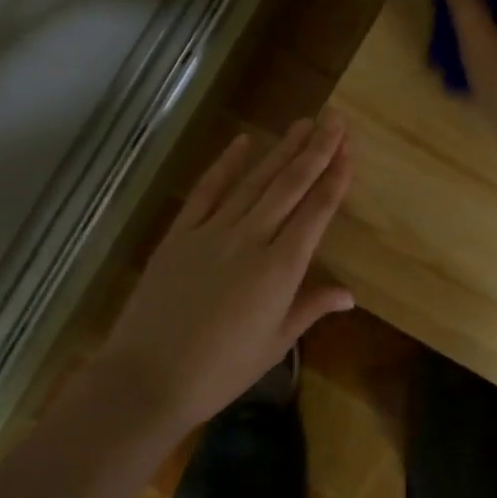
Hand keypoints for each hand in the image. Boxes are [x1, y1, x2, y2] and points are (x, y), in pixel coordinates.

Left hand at [101, 116, 354, 426]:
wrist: (147, 378)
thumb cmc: (220, 370)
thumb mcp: (274, 343)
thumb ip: (311, 308)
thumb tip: (349, 294)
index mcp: (280, 268)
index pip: (316, 212)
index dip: (335, 178)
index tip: (349, 149)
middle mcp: (251, 239)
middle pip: (289, 186)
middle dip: (315, 150)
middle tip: (334, 119)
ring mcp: (212, 232)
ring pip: (255, 182)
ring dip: (281, 151)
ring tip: (303, 124)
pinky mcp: (180, 234)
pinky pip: (207, 191)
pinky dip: (226, 164)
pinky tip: (244, 141)